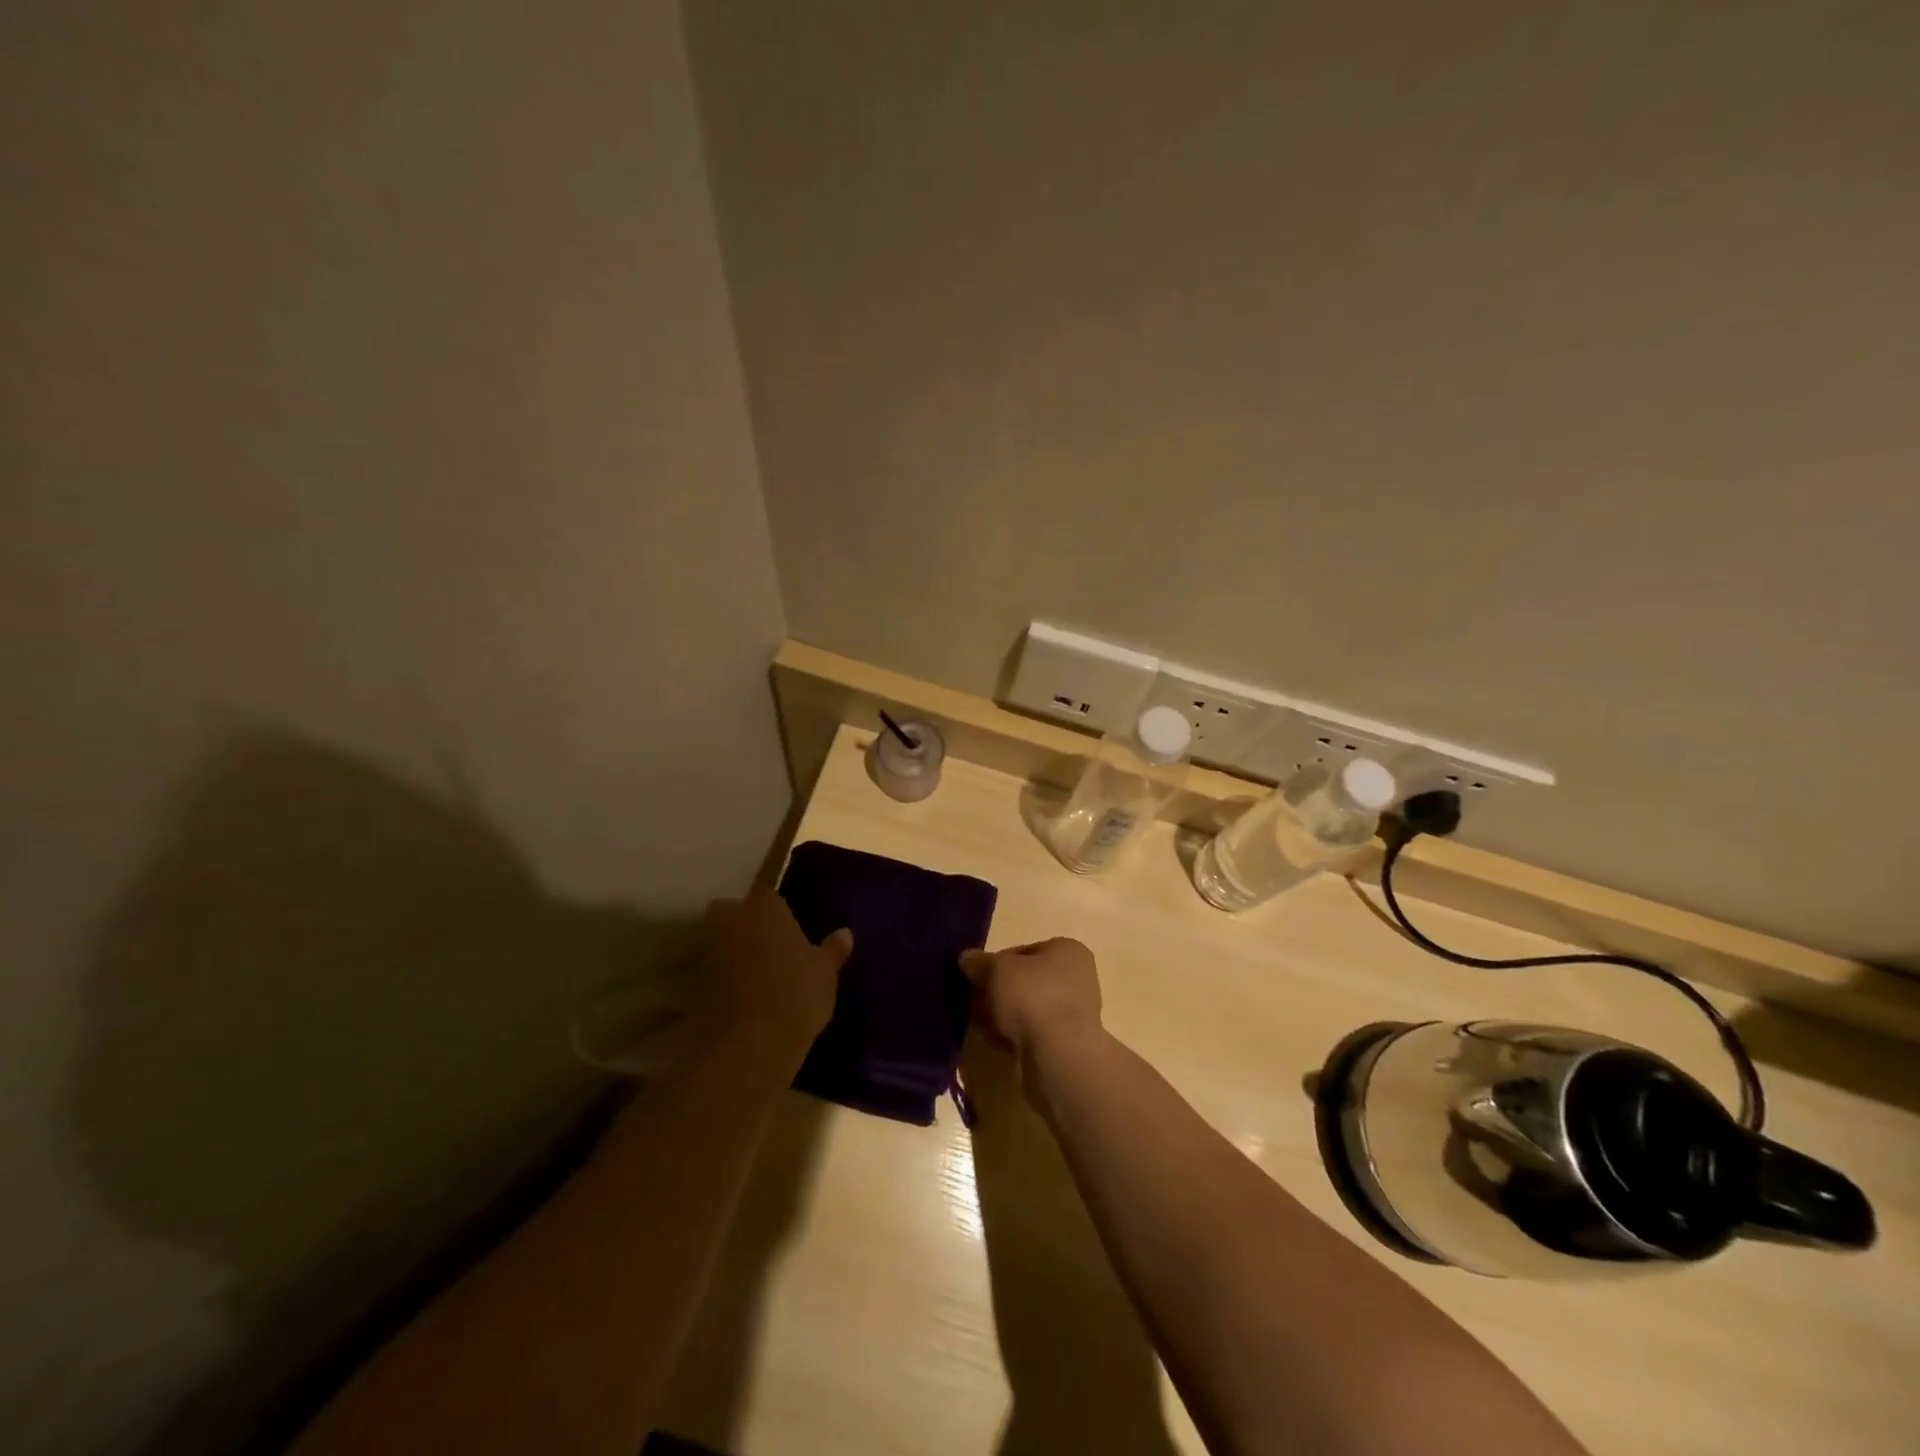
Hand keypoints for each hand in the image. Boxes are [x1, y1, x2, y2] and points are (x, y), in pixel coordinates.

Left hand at [694, 892, 851, 1063]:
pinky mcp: (692, 981)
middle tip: (766, 948)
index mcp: (766, 907)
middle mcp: (732, 919)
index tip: (788, 932)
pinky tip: (734, 997)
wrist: (752, 1042)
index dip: (777, 914)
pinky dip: (716, 978)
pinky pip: (707, 971)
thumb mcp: (825, 973)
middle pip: (732, 912)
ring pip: (717, 940)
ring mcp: (708, 949)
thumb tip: (845, 934)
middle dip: (743, 924)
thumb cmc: (797, 994)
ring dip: (728, 951)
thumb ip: (833, 950)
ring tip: (751, 975)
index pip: (769, 897)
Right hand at [960, 937, 1103, 1059]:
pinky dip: (1015, 1035)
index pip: (1023, 951)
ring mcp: (1076, 1013)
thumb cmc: (1031, 997)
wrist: (1058, 1055)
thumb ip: (978, 962)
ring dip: (1005, 1014)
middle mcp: (1078, 978)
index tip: (977, 977)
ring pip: (1029, 1008)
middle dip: (1000, 990)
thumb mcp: (995, 969)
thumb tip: (967, 959)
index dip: (996, 963)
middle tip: (976, 1001)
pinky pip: (1034, 1032)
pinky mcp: (1068, 1043)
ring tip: (983, 1023)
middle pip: (1026, 980)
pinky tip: (997, 1042)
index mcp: (1068, 950)